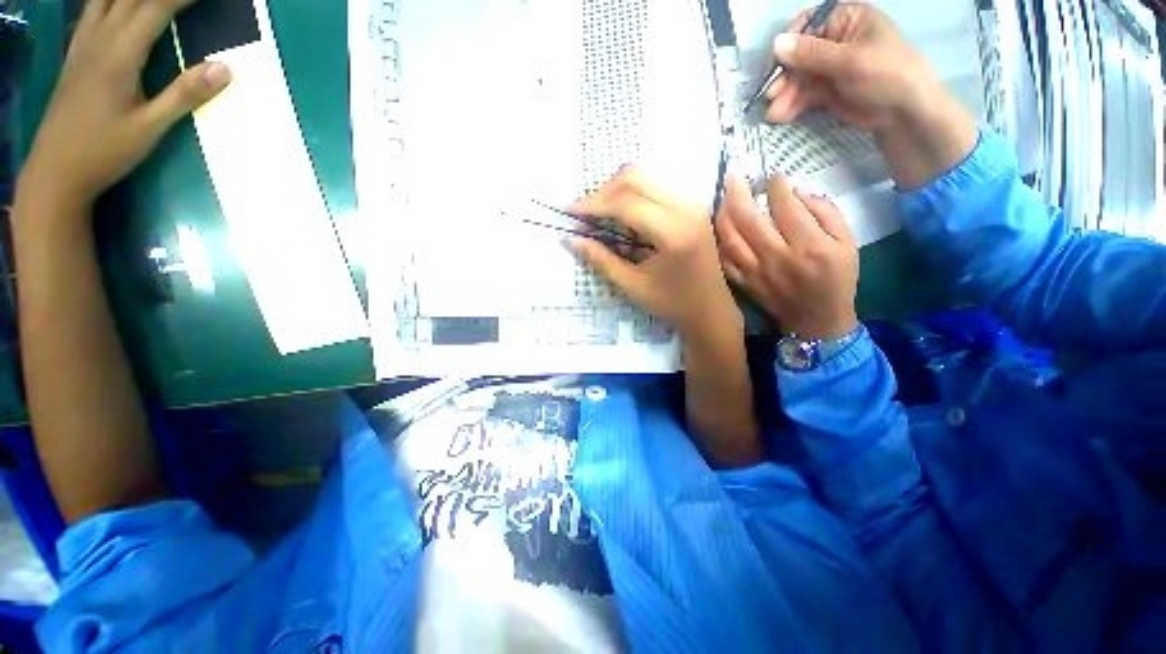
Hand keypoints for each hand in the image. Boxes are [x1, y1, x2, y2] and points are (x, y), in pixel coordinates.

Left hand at [19, 0, 231, 213]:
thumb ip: (185, 95)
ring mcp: (83, 43)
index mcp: (119, 54)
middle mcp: (99, 38)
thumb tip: (225, 68)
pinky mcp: (76, 53)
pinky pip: (92, 9)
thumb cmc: (104, 152)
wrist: (55, 171)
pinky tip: (117, 4)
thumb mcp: (150, 129)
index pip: (156, 6)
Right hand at [568, 167, 741, 339]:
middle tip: (583, 215)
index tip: (569, 214)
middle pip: (635, 178)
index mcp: (673, 232)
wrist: (711, 311)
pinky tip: (621, 217)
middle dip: (602, 193)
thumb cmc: (673, 305)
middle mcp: (686, 208)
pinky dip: (632, 196)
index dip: (593, 205)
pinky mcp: (692, 206)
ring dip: (616, 191)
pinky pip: (655, 188)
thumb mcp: (633, 287)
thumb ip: (602, 260)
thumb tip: (571, 240)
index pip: (625, 203)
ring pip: (645, 178)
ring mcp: (692, 204)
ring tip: (598, 216)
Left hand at [716, 174, 857, 340]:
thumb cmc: (837, 279)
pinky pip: (723, 260)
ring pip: (730, 238)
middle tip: (732, 176)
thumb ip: (825, 213)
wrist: (816, 319)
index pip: (784, 206)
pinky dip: (717, 242)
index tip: (770, 174)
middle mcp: (776, 256)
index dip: (775, 185)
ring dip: (722, 214)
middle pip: (748, 219)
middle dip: (737, 192)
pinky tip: (717, 229)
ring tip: (722, 198)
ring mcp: (755, 271)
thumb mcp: (848, 242)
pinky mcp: (743, 282)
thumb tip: (796, 193)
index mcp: (807, 245)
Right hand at [763, 2, 942, 131]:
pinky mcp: (826, 90)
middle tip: (770, 97)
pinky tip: (782, 116)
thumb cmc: (887, 75)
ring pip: (798, 78)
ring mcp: (829, 67)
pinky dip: (791, 105)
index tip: (774, 68)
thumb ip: (812, 53)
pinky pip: (802, 95)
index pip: (806, 26)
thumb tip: (777, 43)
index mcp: (846, 20)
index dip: (787, 46)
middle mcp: (835, 40)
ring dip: (784, 96)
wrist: (904, 114)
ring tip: (774, 115)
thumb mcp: (850, 61)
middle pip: (798, 56)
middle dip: (784, 78)